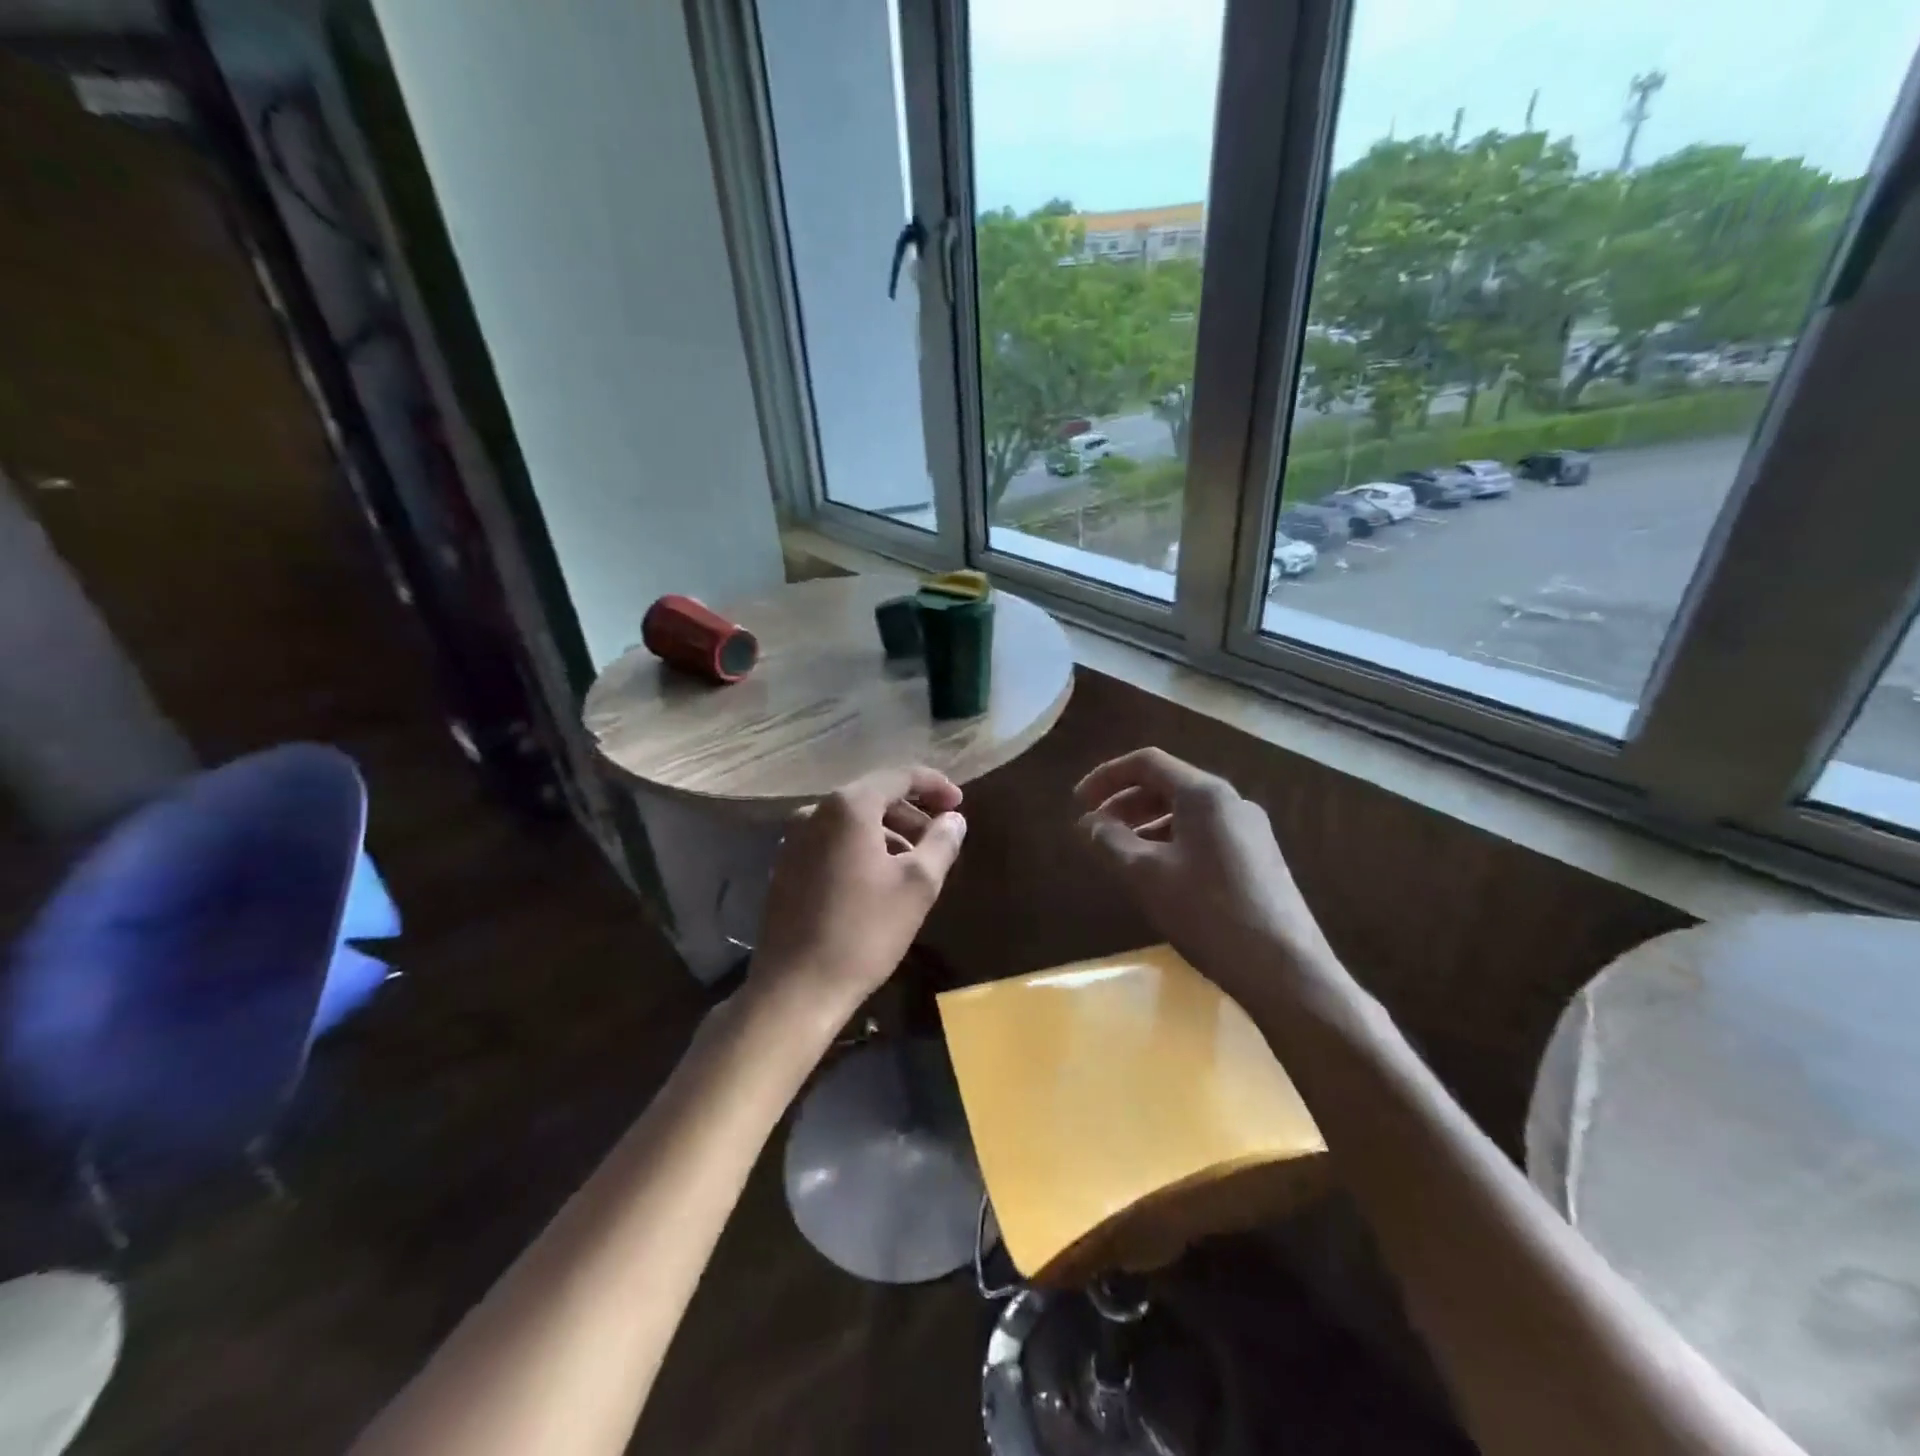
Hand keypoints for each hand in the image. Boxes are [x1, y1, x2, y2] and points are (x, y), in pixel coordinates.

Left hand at [747, 766, 966, 1036]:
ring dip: (888, 833)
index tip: (959, 803)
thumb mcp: (918, 885)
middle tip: (940, 837)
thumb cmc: (864, 931)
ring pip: (852, 822)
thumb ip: (941, 842)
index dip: (934, 785)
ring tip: (915, 863)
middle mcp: (814, 811)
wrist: (796, 988)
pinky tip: (879, 880)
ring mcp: (794, 839)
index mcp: (848, 806)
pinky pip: (833, 842)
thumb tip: (955, 819)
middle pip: (873, 797)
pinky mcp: (786, 866)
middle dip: (911, 812)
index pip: (899, 777)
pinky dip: (862, 848)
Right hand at [1074, 748, 1340, 1007]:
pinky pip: (1204, 835)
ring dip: (1146, 825)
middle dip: (1124, 803)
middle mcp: (1231, 801)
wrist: (1284, 968)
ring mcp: (1250, 830)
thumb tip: (1088, 823)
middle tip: (1094, 832)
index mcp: (1204, 793)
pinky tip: (1158, 875)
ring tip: (1120, 856)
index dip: (1106, 777)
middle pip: (1167, 785)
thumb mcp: (1144, 875)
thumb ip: (1110, 841)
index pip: (1146, 763)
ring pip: (1186, 813)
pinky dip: (1171, 843)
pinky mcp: (1259, 859)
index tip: (1077, 804)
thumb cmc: (1207, 912)